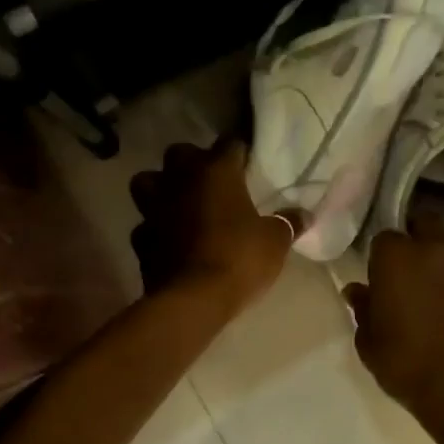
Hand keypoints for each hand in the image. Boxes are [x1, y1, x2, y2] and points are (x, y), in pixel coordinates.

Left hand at [129, 142, 299, 312]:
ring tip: (179, 202)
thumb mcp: (275, 241)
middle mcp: (180, 180)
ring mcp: (154, 208)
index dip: (240, 151)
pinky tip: (169, 239)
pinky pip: (145, 224)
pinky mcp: (140, 239)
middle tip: (211, 180)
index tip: (249, 161)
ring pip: (147, 181)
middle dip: (193, 161)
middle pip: (179, 153)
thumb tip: (304, 214)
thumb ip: (287, 222)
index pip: (230, 143)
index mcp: (216, 171)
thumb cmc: (239, 258)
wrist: (192, 300)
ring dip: (160, 188)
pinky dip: (155, 228)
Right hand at [345, 228, 443, 427]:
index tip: (380, 278)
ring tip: (435, 301)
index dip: (381, 257)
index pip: (384, 238)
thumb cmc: (407, 364)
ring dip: (440, 266)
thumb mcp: (370, 343)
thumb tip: (358, 291)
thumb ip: (363, 310)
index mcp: (397, 258)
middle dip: (416, 238)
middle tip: (409, 272)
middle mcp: (434, 251)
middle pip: (425, 225)